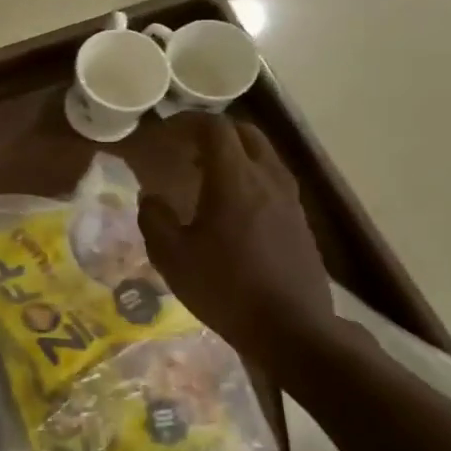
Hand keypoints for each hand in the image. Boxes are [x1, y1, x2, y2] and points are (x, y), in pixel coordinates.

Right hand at [139, 115, 340, 380]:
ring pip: (264, 154)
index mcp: (234, 180)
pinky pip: (273, 179)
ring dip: (235, 152)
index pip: (215, 128)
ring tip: (206, 174)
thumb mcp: (172, 257)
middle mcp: (267, 179)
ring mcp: (290, 199)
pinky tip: (232, 204)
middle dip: (214, 132)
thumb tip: (151, 196)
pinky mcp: (300, 220)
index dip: (188, 122)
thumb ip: (154, 219)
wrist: (291, 328)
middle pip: (245, 133)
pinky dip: (250, 175)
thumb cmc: (225, 288)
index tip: (166, 132)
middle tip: (186, 148)